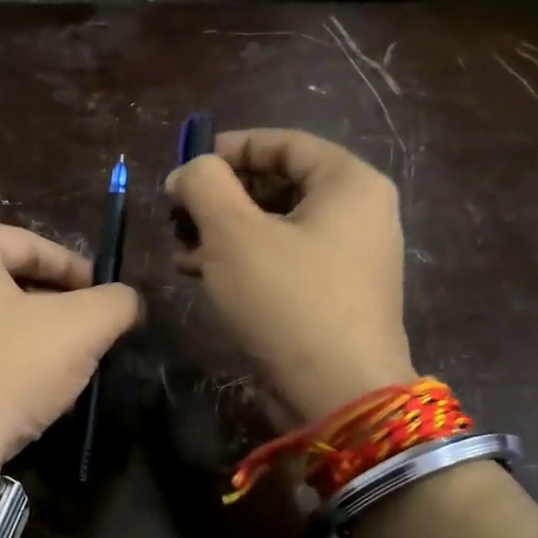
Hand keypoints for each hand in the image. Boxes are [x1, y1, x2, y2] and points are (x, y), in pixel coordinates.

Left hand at [0, 220, 141, 465]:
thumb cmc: (6, 369)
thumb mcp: (79, 329)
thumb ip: (115, 302)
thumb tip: (127, 300)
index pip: (34, 246)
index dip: (79, 273)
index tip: (105, 301)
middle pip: (8, 278)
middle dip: (53, 305)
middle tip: (87, 333)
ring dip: (28, 333)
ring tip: (61, 363)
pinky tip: (21, 384)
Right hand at [167, 128, 414, 421]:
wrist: (337, 394)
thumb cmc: (288, 302)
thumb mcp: (234, 235)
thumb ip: (204, 186)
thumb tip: (188, 172)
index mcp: (349, 183)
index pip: (285, 143)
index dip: (230, 148)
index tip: (186, 166)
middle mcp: (359, 213)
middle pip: (280, 185)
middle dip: (222, 197)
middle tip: (178, 214)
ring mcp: (351, 258)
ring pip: (278, 227)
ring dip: (225, 232)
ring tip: (180, 249)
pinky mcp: (335, 296)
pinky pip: (285, 261)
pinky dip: (245, 261)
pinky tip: (203, 275)